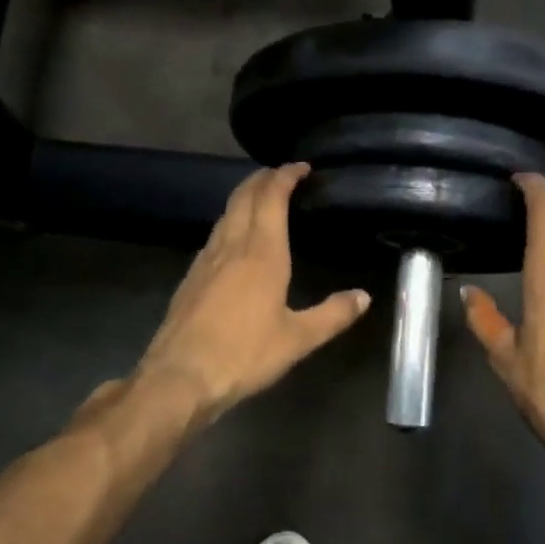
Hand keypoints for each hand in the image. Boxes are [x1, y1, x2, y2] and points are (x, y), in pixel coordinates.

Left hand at [133, 164, 369, 423]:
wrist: (181, 376)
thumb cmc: (244, 354)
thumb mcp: (298, 339)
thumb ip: (333, 315)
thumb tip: (363, 296)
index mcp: (262, 253)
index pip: (271, 198)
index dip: (285, 176)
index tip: (300, 166)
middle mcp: (232, 246)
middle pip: (244, 197)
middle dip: (262, 178)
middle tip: (280, 174)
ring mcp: (206, 260)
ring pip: (225, 214)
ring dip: (244, 197)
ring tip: (260, 198)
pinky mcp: (191, 277)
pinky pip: (214, 235)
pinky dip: (230, 221)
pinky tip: (234, 239)